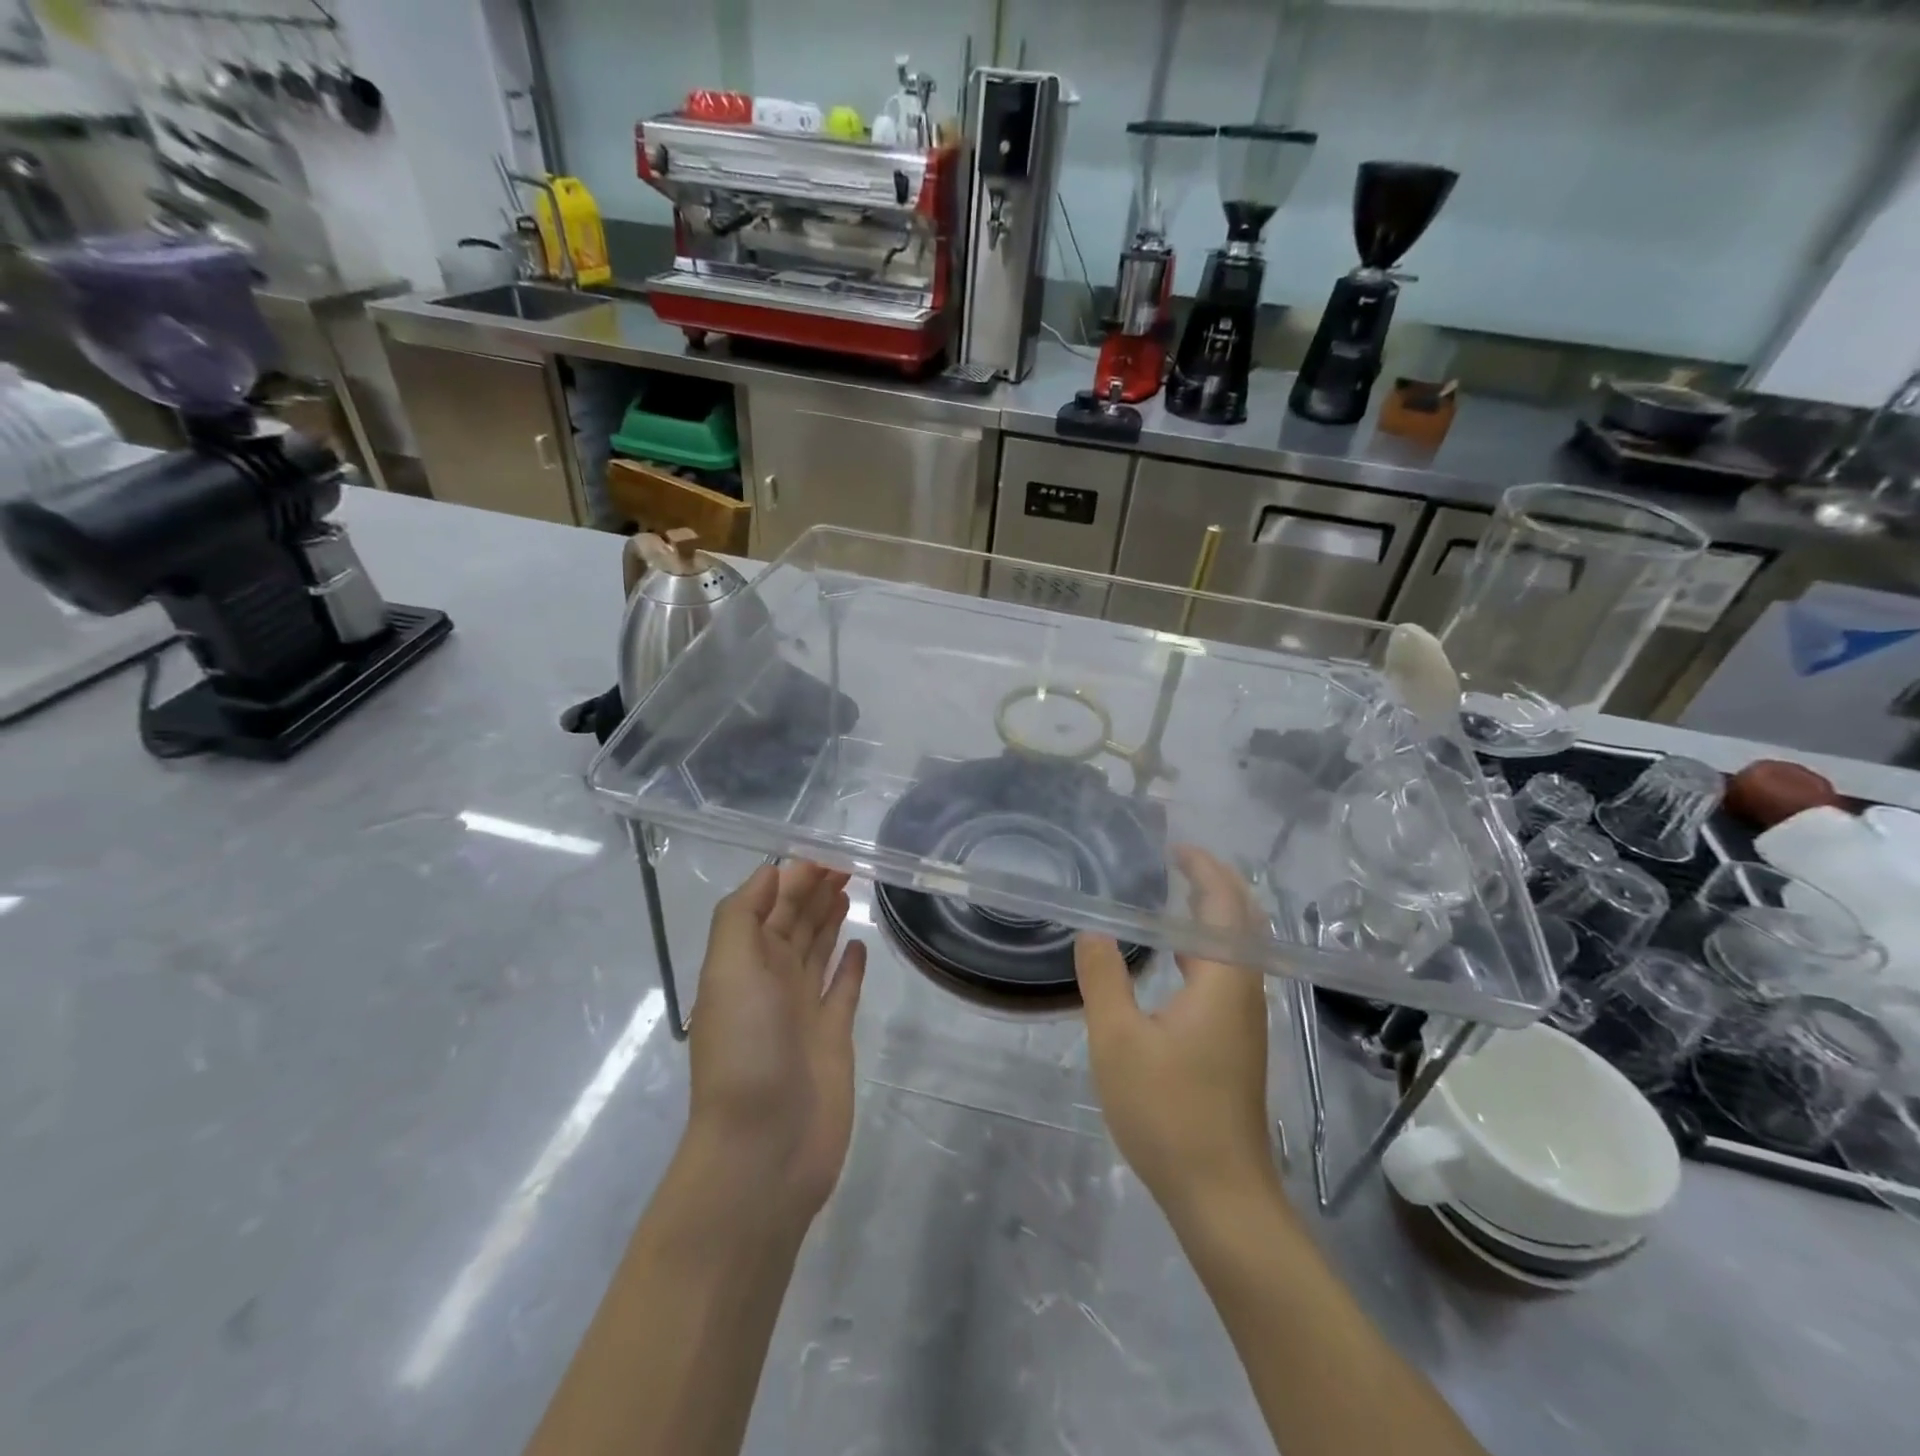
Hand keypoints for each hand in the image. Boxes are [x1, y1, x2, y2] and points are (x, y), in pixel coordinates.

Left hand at [687, 862, 866, 1220]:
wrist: (765, 1146)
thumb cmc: (746, 1049)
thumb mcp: (729, 969)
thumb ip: (743, 915)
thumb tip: (773, 871)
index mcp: (744, 963)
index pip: (769, 905)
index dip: (792, 877)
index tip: (825, 853)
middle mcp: (772, 981)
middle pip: (794, 923)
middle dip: (813, 891)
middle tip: (846, 864)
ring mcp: (803, 1010)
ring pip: (818, 951)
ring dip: (829, 920)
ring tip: (848, 891)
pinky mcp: (833, 1037)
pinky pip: (843, 991)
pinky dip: (850, 967)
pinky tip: (861, 946)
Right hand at [1076, 845, 1277, 1214]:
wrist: (1221, 1195)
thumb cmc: (1169, 1111)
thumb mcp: (1118, 1040)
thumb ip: (1104, 978)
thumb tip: (1094, 932)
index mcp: (1223, 981)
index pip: (1225, 905)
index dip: (1205, 870)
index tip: (1175, 848)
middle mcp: (1244, 993)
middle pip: (1240, 923)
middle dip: (1214, 886)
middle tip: (1176, 864)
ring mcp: (1245, 1023)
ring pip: (1234, 953)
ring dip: (1209, 919)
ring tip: (1169, 901)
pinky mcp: (1236, 1046)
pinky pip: (1224, 977)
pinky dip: (1202, 951)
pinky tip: (1171, 965)